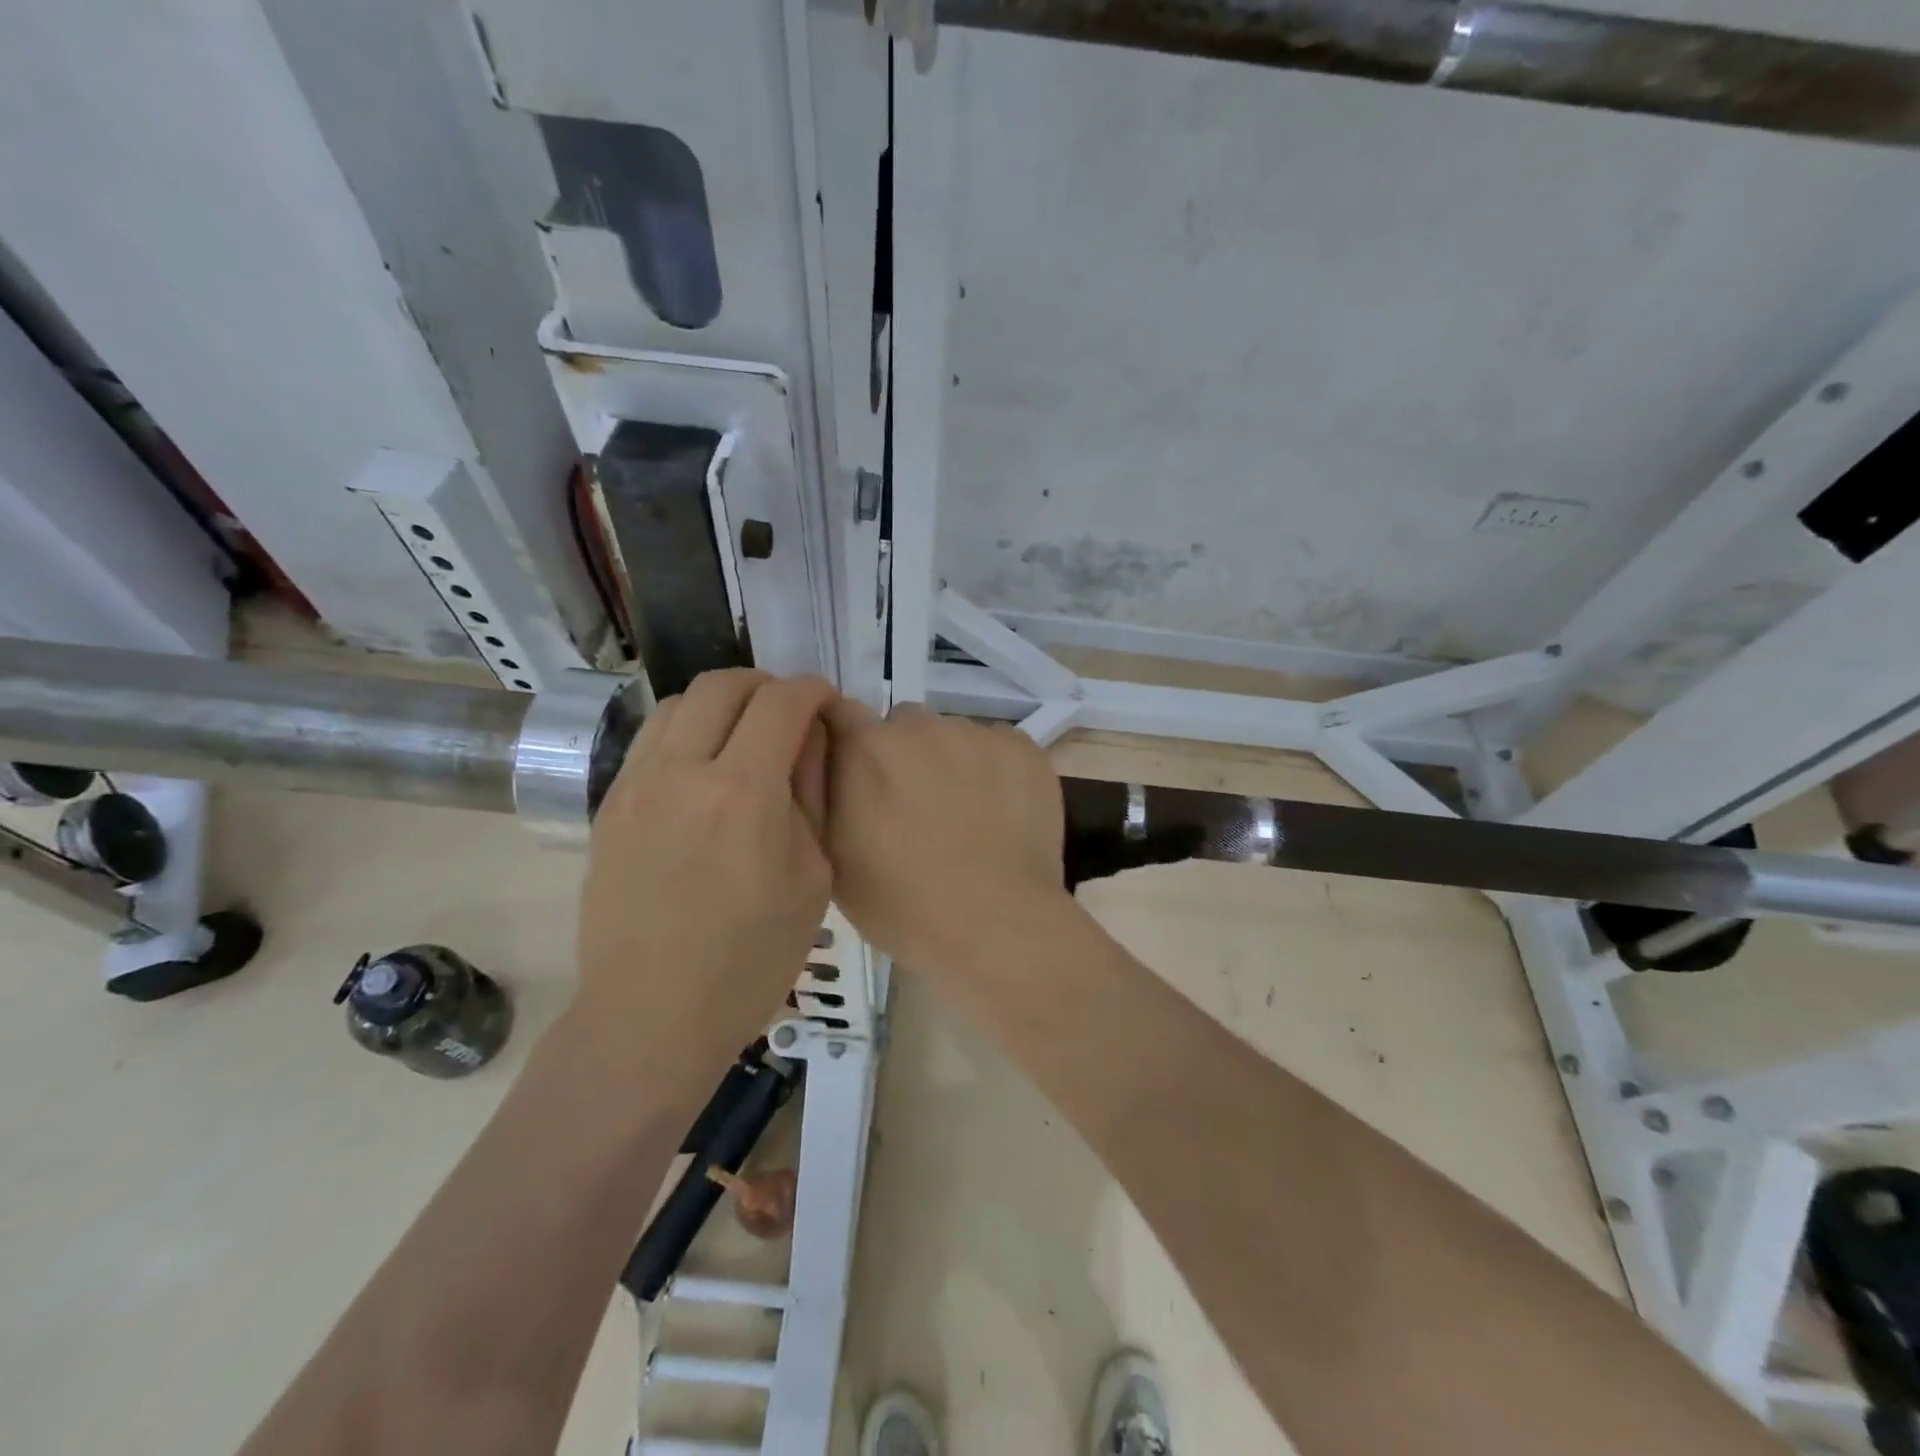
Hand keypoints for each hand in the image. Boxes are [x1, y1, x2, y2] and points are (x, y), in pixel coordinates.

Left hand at [573, 670, 834, 1074]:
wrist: (652, 1015)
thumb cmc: (751, 958)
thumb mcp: (812, 876)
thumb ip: (811, 793)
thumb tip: (811, 738)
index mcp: (743, 793)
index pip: (782, 702)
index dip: (813, 690)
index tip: (827, 704)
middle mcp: (682, 772)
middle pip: (724, 685)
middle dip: (767, 685)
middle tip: (790, 715)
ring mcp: (636, 785)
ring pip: (679, 703)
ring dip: (722, 704)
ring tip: (745, 737)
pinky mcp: (610, 806)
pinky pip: (651, 740)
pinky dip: (687, 731)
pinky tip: (705, 769)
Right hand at [823, 701, 1069, 975]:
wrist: (997, 925)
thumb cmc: (903, 904)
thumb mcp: (832, 857)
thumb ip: (818, 793)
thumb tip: (820, 754)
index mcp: (867, 747)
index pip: (841, 712)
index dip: (847, 741)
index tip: (857, 773)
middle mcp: (922, 725)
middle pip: (903, 726)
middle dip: (902, 756)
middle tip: (914, 808)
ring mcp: (978, 734)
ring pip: (953, 737)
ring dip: (951, 763)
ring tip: (966, 816)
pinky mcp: (1024, 748)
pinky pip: (997, 748)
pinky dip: (994, 771)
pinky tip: (1002, 814)